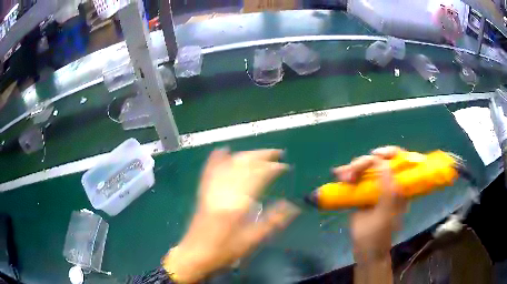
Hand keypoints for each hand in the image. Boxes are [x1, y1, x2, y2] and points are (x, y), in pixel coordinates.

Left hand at [163, 148, 299, 282]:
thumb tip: (293, 206)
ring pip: (228, 165)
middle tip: (277, 153)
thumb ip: (273, 221)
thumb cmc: (224, 250)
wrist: (195, 255)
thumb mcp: (252, 240)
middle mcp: (224, 190)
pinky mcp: (203, 193)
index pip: (257, 176)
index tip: (285, 166)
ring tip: (259, 153)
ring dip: (245, 155)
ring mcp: (211, 190)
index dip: (272, 168)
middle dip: (261, 156)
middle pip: (243, 165)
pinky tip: (222, 150)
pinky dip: (217, 159)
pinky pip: (210, 171)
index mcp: (237, 202)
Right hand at [334, 146, 407, 261]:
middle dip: (364, 163)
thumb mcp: (385, 214)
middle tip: (350, 173)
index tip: (375, 155)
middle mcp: (388, 183)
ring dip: (352, 168)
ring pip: (365, 169)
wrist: (365, 250)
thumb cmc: (378, 236)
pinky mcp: (361, 193)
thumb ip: (387, 190)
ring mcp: (374, 188)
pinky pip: (355, 178)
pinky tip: (338, 174)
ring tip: (341, 176)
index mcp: (399, 187)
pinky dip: (347, 174)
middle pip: (379, 162)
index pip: (399, 161)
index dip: (389, 153)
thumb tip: (382, 163)